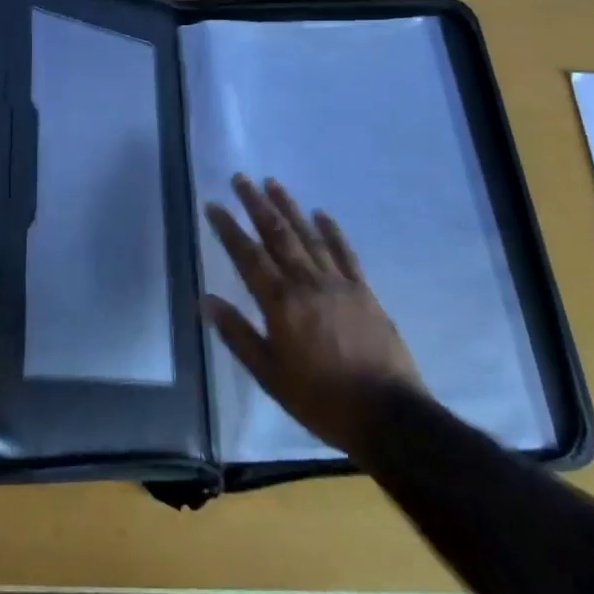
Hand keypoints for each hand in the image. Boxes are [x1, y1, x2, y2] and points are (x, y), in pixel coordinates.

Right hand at [202, 176, 424, 455]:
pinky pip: (344, 252)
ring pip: (308, 235)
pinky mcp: (363, 290)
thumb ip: (238, 334)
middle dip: (256, 204)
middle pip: (278, 234)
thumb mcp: (269, 375)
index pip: (248, 256)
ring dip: (289, 207)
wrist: (387, 414)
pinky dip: (331, 230)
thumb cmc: (320, 399)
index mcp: (281, 302)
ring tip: (272, 183)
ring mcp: (338, 283)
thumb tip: (206, 300)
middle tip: (241, 178)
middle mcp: (307, 282)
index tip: (213, 205)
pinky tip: (322, 214)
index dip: (229, 228)